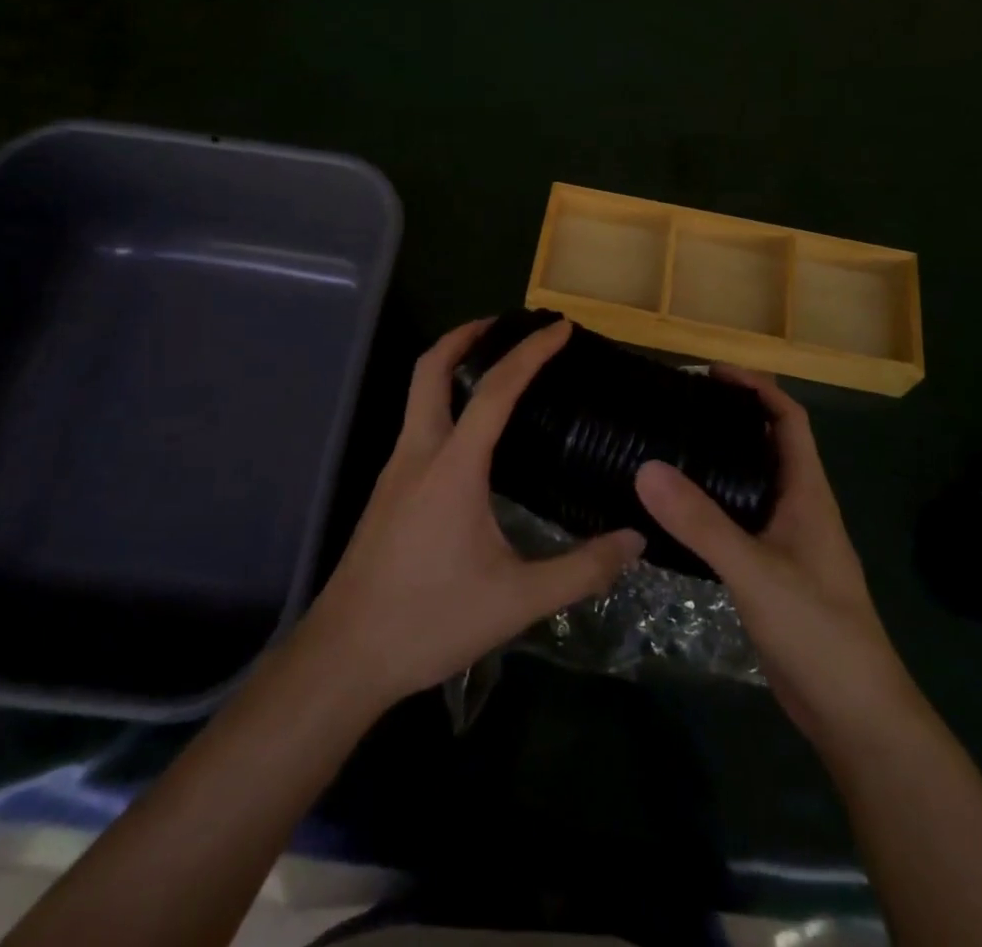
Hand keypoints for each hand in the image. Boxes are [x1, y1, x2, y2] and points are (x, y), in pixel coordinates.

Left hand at [299, 318, 645, 708]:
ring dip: (452, 366)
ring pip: (419, 394)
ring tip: (496, 369)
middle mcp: (419, 452)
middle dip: (466, 335)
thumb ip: (582, 569)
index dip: (530, 352)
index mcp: (453, 466)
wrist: (345, 657)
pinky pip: (419, 423)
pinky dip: (445, 401)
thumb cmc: (430, 621)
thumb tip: (636, 540)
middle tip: (505, 324)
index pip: (496, 389)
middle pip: (431, 369)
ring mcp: (396, 470)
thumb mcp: (517, 599)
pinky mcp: (388, 490)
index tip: (559, 328)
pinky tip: (473, 435)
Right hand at [634, 369, 915, 756]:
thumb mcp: (755, 571)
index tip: (711, 373)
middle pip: (768, 444)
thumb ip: (701, 522)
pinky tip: (676, 512)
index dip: (756, 387)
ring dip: (718, 460)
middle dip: (730, 417)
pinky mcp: (772, 571)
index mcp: (807, 493)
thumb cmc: (818, 630)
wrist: (855, 715)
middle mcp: (799, 507)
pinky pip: (740, 520)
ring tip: (667, 447)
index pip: (789, 419)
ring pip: (752, 483)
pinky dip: (712, 503)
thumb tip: (645, 467)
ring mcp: (787, 541)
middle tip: (676, 407)